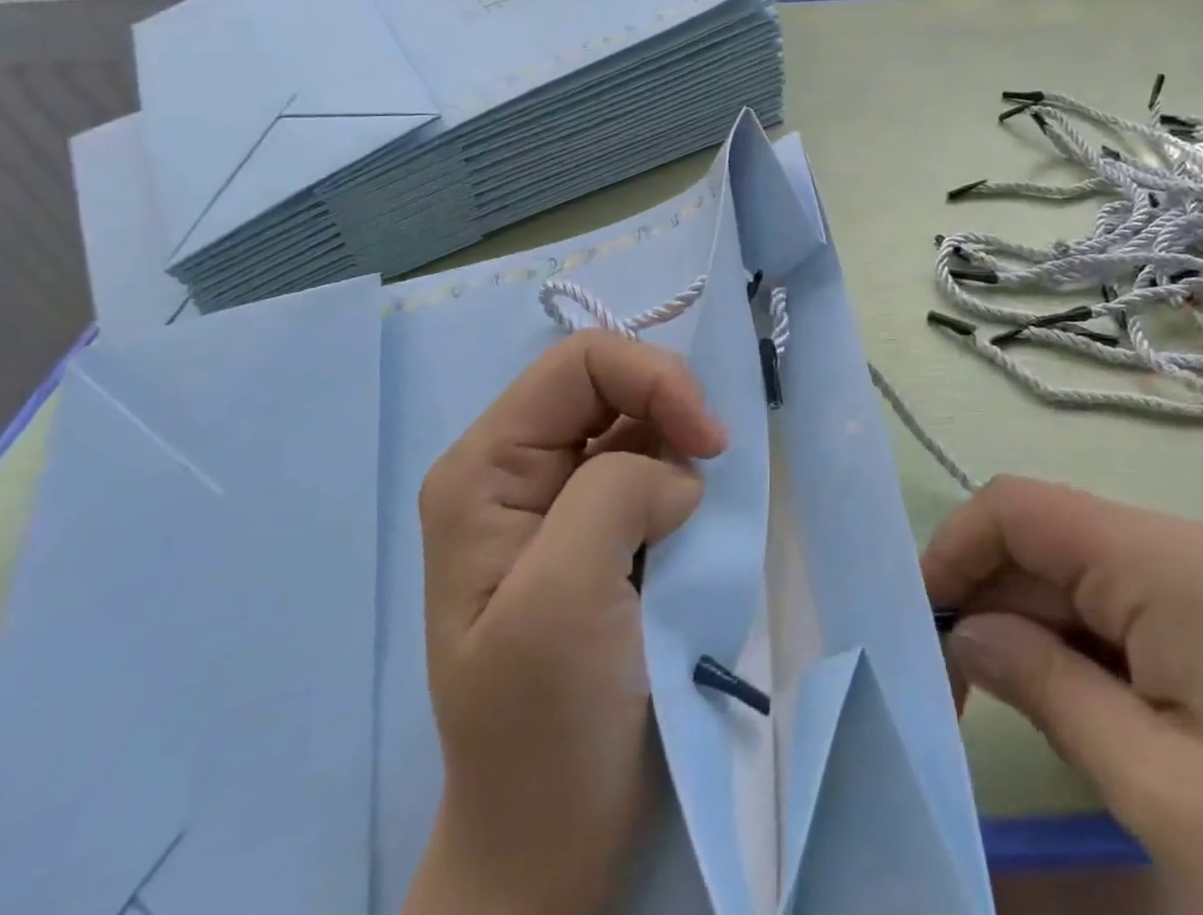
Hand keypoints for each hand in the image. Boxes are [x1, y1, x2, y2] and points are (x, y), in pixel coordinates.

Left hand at [403, 333, 728, 914]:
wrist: (554, 837)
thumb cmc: (543, 727)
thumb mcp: (561, 600)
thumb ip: (614, 493)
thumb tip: (678, 472)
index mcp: (485, 468)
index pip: (580, 364)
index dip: (653, 378)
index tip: (710, 441)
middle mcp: (517, 468)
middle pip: (611, 383)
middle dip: (672, 410)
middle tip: (716, 466)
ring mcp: (559, 498)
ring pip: (640, 423)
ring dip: (683, 449)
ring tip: (699, 513)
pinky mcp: (600, 528)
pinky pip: (655, 467)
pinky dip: (688, 479)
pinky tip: (696, 521)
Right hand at [923, 477, 1202, 914]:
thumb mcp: (1156, 786)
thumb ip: (1043, 685)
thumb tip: (964, 633)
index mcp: (1161, 560)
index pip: (1017, 507)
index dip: (955, 550)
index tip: (919, 625)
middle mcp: (1176, 545)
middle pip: (1041, 536)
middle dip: (982, 595)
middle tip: (944, 683)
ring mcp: (1200, 580)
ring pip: (1071, 570)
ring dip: (1020, 623)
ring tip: (988, 700)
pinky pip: (1111, 603)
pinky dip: (1066, 641)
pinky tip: (1058, 701)